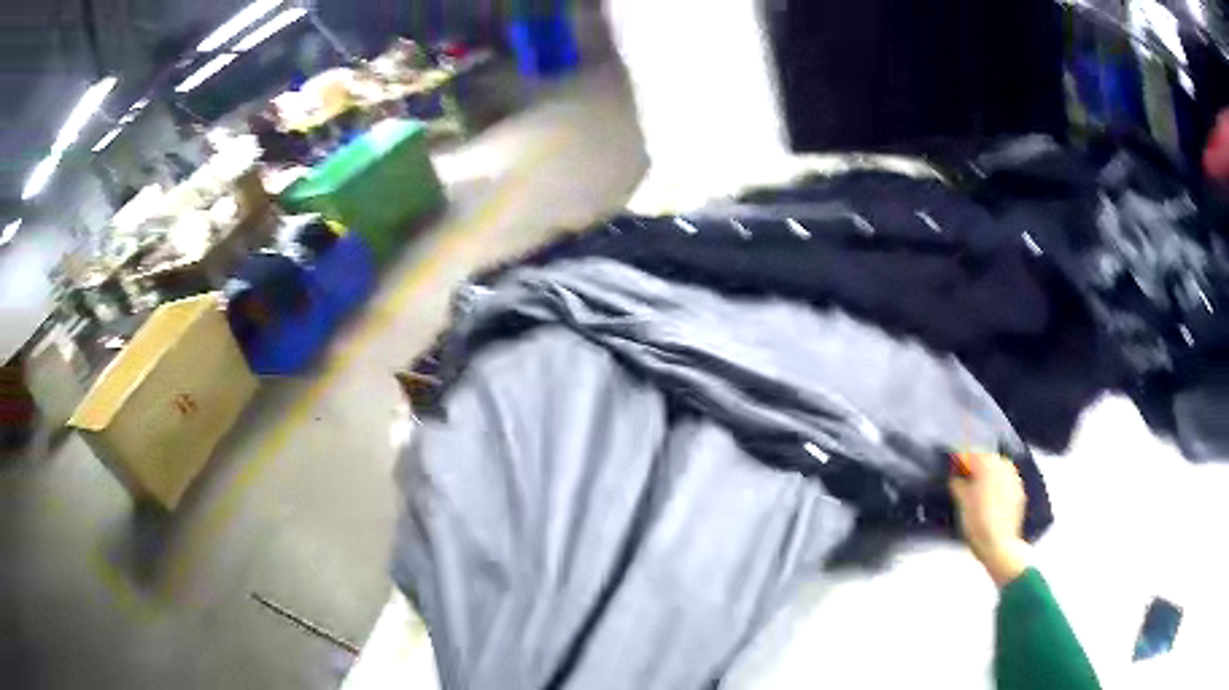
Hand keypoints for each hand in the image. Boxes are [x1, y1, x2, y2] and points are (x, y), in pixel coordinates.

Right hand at [949, 452, 1030, 586]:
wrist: (1000, 545)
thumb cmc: (977, 523)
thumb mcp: (962, 503)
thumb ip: (958, 484)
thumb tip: (956, 477)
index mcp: (988, 465)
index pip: (971, 453)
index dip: (960, 458)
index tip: (953, 464)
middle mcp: (1003, 466)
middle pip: (988, 457)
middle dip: (976, 464)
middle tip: (965, 476)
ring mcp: (1014, 478)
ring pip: (999, 467)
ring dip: (989, 471)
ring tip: (979, 485)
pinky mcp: (1019, 491)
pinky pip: (1007, 479)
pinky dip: (998, 482)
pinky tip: (992, 496)